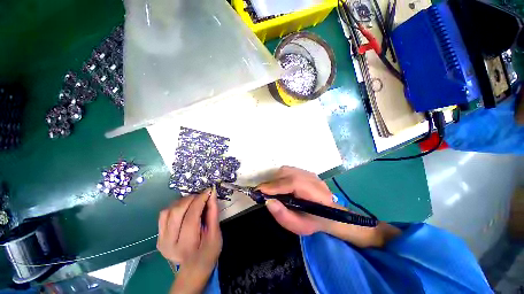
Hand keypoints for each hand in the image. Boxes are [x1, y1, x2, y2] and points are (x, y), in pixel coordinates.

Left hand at [157, 187, 221, 292]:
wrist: (194, 268)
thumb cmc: (209, 251)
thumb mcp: (216, 233)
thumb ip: (213, 212)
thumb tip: (212, 193)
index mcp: (186, 246)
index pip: (191, 217)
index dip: (200, 200)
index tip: (208, 191)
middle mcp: (169, 244)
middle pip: (177, 212)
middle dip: (191, 199)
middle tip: (202, 196)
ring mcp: (161, 240)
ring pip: (168, 211)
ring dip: (182, 202)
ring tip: (194, 201)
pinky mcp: (158, 237)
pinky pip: (163, 215)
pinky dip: (174, 207)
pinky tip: (184, 207)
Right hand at [257, 166, 334, 234]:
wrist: (329, 214)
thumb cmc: (314, 222)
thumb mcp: (299, 226)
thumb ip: (283, 215)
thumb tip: (267, 201)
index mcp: (316, 194)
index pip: (293, 183)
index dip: (275, 186)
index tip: (260, 191)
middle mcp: (313, 179)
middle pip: (288, 173)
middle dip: (272, 182)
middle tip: (263, 192)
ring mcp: (310, 173)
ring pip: (287, 170)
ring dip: (275, 179)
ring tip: (271, 190)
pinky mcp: (305, 172)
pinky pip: (289, 170)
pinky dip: (280, 177)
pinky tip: (279, 186)